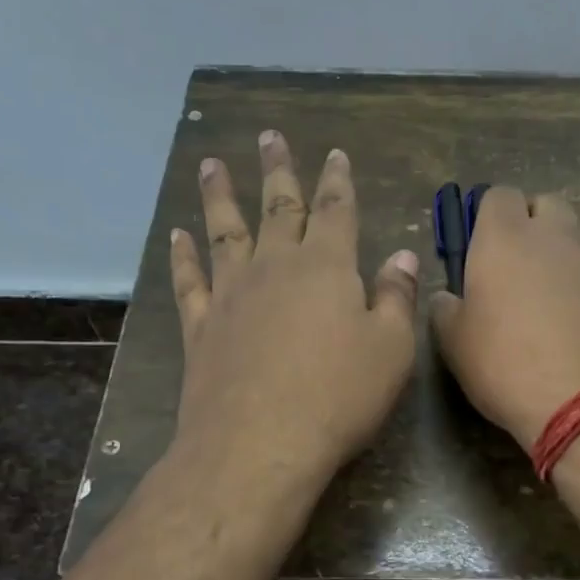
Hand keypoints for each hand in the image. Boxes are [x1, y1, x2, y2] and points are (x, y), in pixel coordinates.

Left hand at [169, 132, 419, 479]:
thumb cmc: (339, 396)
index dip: (337, 180)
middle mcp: (275, 267)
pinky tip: (177, 235)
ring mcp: (231, 294)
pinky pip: (189, 280)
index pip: (336, 211)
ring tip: (212, 165)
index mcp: (327, 268)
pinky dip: (182, 255)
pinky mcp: (200, 327)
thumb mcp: (390, 349)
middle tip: (268, 136)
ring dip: (220, 196)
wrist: (259, 443)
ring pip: (225, 231)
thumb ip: (396, 298)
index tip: (334, 153)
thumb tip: (403, 255)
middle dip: (278, 170)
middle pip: (278, 207)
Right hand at [430, 186, 579, 447]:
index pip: (498, 196)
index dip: (487, 216)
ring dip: (557, 258)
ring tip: (542, 304)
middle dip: (530, 224)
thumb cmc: (507, 365)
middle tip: (512, 267)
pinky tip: (570, 327)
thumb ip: (446, 310)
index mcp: (504, 238)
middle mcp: (554, 238)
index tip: (478, 247)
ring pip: (573, 241)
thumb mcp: (455, 344)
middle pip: (545, 206)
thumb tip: (448, 297)